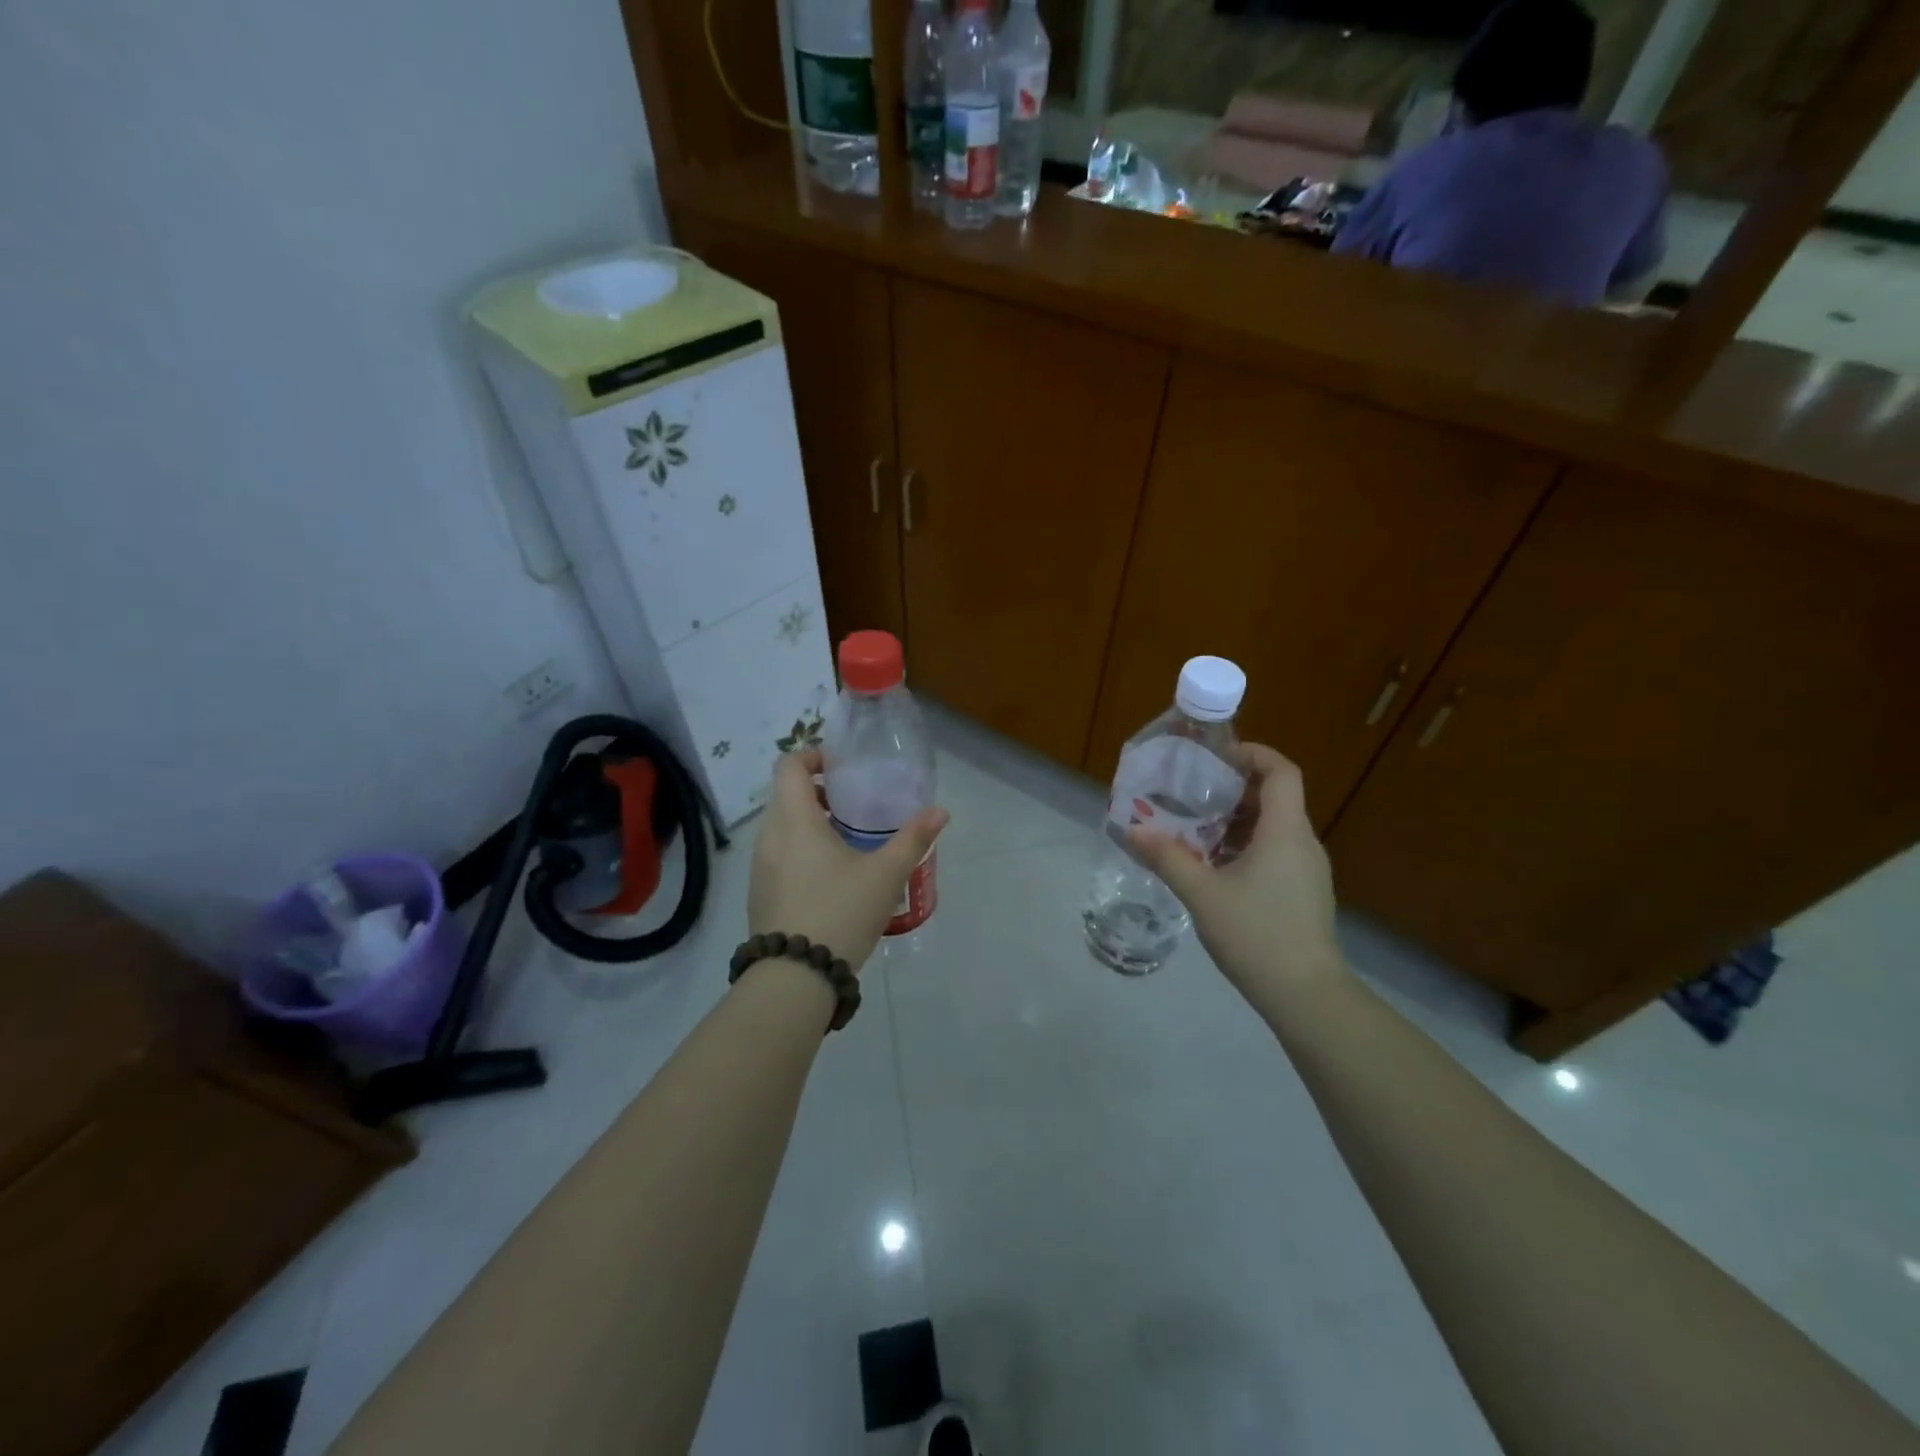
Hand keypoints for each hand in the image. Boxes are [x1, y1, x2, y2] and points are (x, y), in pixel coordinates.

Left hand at [748, 747, 947, 970]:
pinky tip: (829, 877)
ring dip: (808, 822)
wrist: (795, 977)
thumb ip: (913, 839)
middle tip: (853, 804)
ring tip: (846, 840)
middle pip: (786, 794)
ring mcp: (760, 867)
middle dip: (818, 791)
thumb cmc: (840, 912)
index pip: (789, 765)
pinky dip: (799, 849)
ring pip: (781, 827)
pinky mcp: (759, 893)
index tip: (842, 767)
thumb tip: (940, 811)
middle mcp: (769, 836)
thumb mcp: (885, 875)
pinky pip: (778, 854)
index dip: (813, 756)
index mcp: (795, 820)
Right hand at [1129, 743, 1344, 1005]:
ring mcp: (1308, 869)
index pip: (1281, 771)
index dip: (1252, 754)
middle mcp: (1303, 842)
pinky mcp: (1305, 892)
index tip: (1215, 757)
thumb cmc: (1256, 934)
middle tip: (1193, 793)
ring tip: (1196, 830)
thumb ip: (1167, 857)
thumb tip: (1133, 830)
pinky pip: (1276, 851)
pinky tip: (1216, 867)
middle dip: (1234, 789)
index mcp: (1284, 831)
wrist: (1306, 995)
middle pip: (1275, 796)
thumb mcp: (1202, 894)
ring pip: (1274, 826)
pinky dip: (1247, 845)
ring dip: (1237, 820)